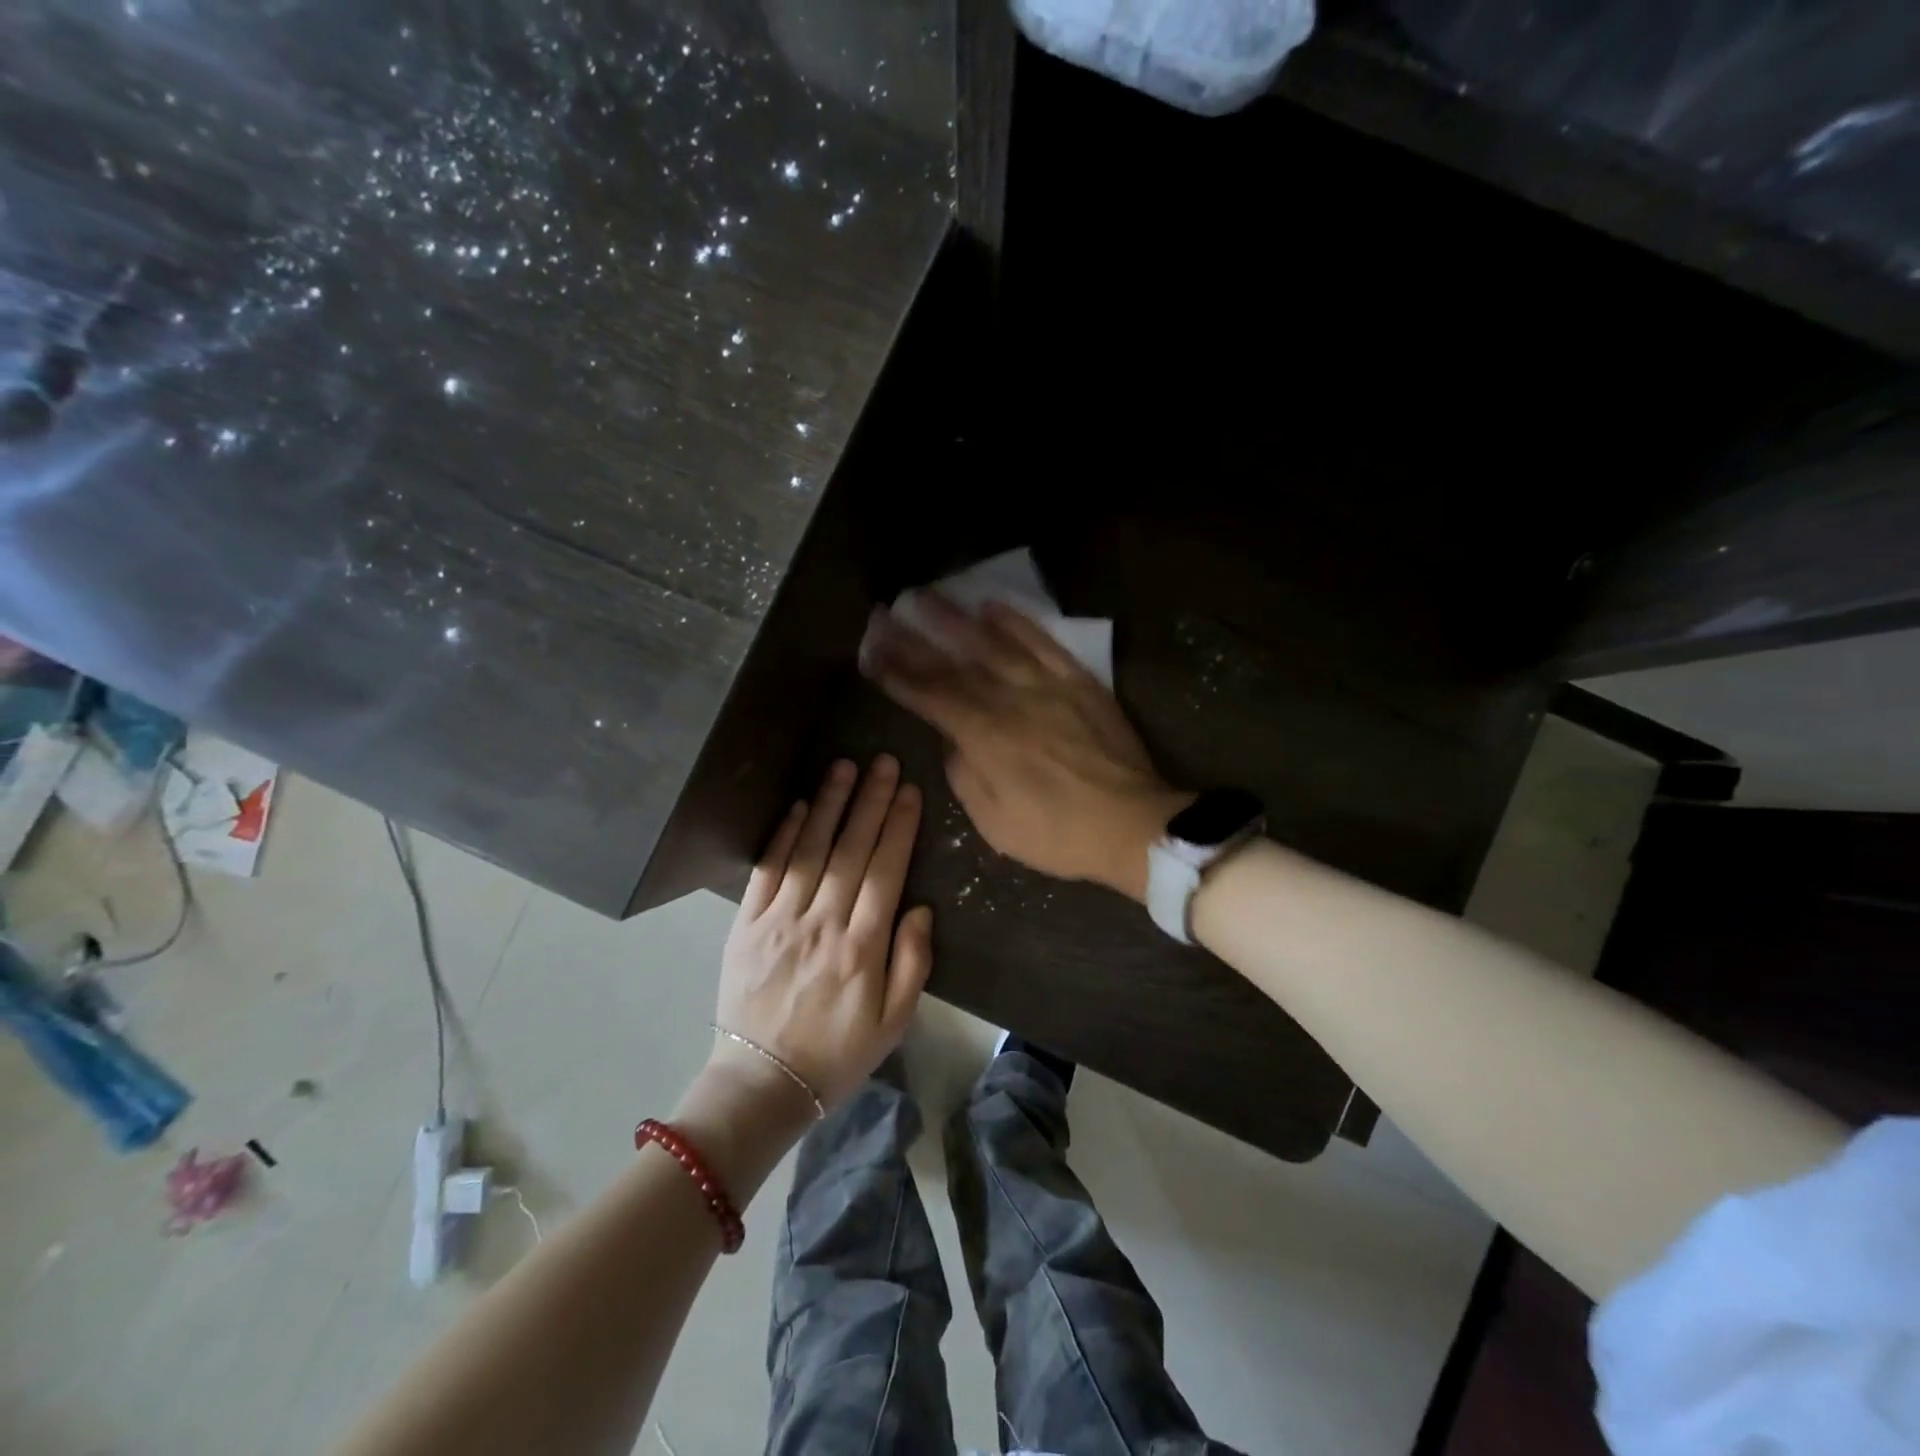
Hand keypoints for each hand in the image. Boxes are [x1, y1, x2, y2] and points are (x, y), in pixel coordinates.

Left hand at [711, 755, 932, 1112]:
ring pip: (811, 851)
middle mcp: (823, 924)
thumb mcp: (894, 1022)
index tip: (909, 790)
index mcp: (862, 948)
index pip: (885, 871)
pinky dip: (783, 836)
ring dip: (829, 805)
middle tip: (883, 761)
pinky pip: (767, 871)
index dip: (898, 827)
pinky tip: (799, 806)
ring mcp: (780, 921)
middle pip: (851, 850)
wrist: (763, 1082)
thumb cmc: (838, 1053)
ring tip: (844, 767)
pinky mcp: (746, 925)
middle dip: (870, 801)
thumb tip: (920, 907)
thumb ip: (913, 962)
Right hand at [860, 595, 1190, 902]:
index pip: (929, 695)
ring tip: (927, 595)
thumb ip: (964, 774)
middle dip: (913, 639)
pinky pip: (1043, 643)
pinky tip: (993, 606)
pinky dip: (1017, 623)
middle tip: (884, 615)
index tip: (871, 652)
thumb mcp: (995, 822)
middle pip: (953, 663)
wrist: (1131, 824)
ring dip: (957, 618)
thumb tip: (950, 739)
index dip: (896, 672)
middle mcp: (1009, 701)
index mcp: (984, 737)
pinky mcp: (1078, 682)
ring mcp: (1046, 686)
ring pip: (994, 643)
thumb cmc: (1057, 834)